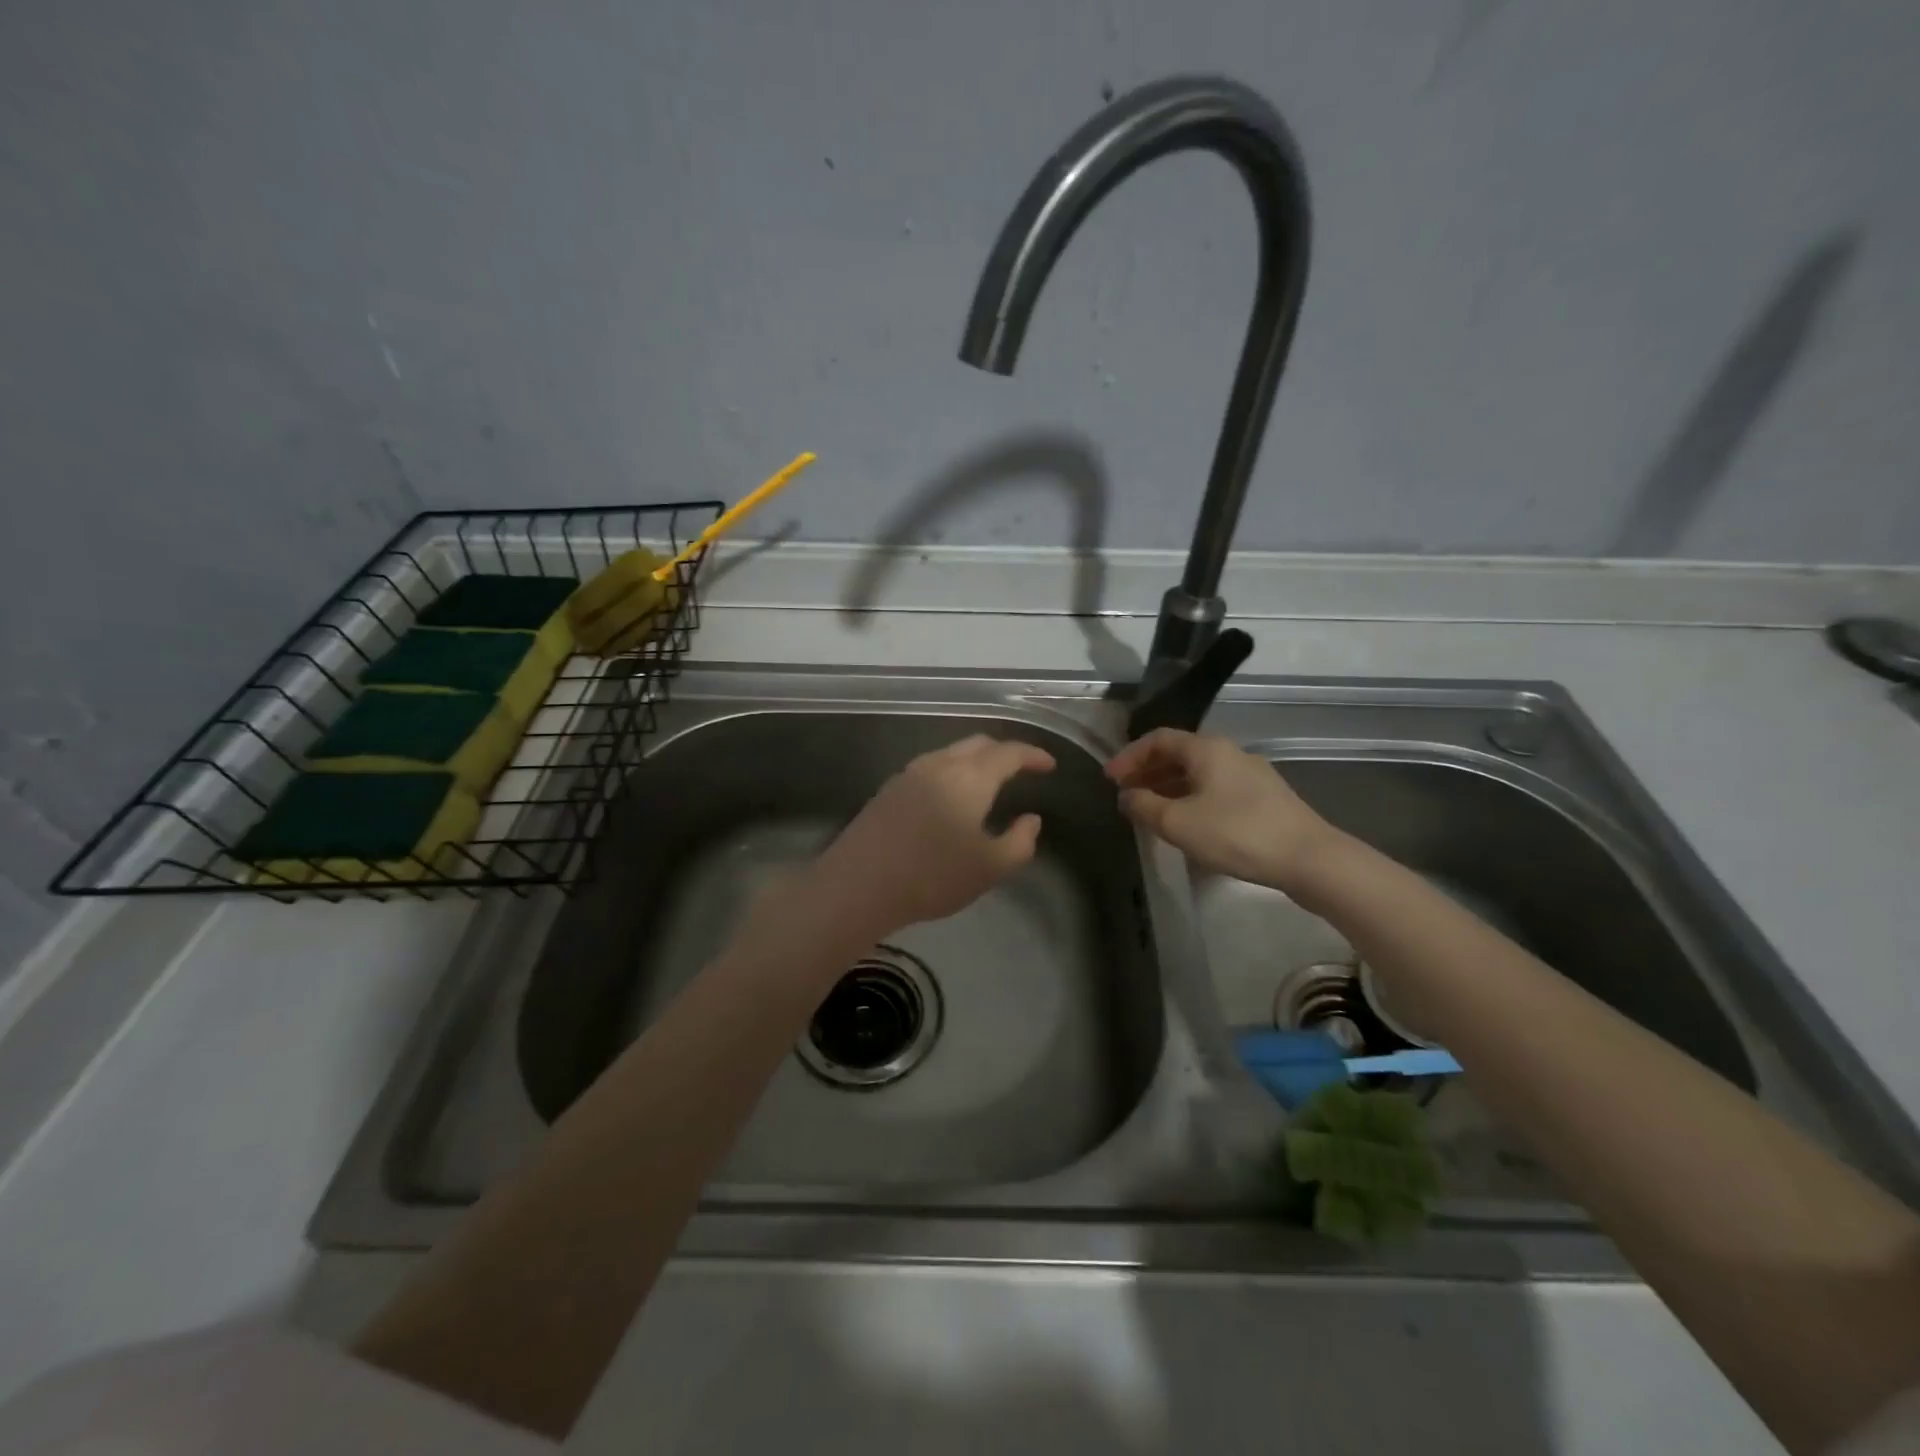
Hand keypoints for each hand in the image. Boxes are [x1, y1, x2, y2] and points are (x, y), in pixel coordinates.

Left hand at [804, 734, 1054, 937]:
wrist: (858, 884)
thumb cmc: (932, 876)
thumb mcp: (989, 868)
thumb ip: (1019, 842)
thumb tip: (1031, 819)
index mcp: (970, 777)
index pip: (1009, 752)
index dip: (1033, 755)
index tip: (1049, 765)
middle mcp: (940, 764)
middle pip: (978, 743)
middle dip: (1004, 751)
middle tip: (1022, 768)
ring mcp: (909, 773)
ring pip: (951, 753)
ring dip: (976, 759)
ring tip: (989, 781)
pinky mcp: (889, 789)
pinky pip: (931, 767)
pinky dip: (952, 771)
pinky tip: (952, 796)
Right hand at [1106, 729, 1343, 892]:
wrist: (1309, 858)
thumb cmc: (1236, 833)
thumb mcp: (1178, 823)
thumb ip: (1144, 806)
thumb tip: (1126, 796)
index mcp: (1206, 749)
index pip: (1158, 739)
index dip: (1129, 756)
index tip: (1110, 779)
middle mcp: (1229, 753)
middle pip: (1179, 754)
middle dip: (1148, 771)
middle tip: (1126, 794)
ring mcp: (1250, 775)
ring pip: (1198, 773)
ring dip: (1169, 787)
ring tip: (1150, 811)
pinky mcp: (1264, 798)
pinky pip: (1215, 788)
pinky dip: (1191, 798)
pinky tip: (1187, 823)